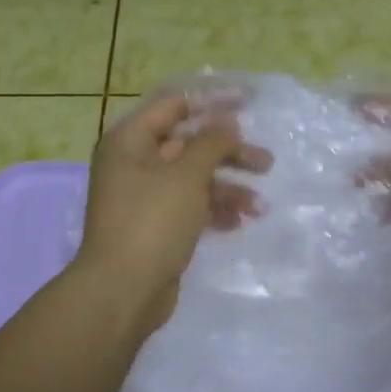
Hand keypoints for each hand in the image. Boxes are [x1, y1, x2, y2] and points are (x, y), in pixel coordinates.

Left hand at [76, 92, 271, 334]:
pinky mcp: (157, 227)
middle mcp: (134, 164)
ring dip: (228, 188)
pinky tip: (239, 223)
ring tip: (260, 207)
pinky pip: (190, 208)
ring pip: (194, 180)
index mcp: (130, 141)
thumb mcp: (186, 176)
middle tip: (267, 163)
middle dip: (229, 153)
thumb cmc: (152, 223)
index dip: (212, 101)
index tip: (250, 101)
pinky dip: (215, 211)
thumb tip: (226, 120)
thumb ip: (210, 143)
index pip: (174, 105)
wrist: (123, 290)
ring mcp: (145, 198)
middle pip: (189, 145)